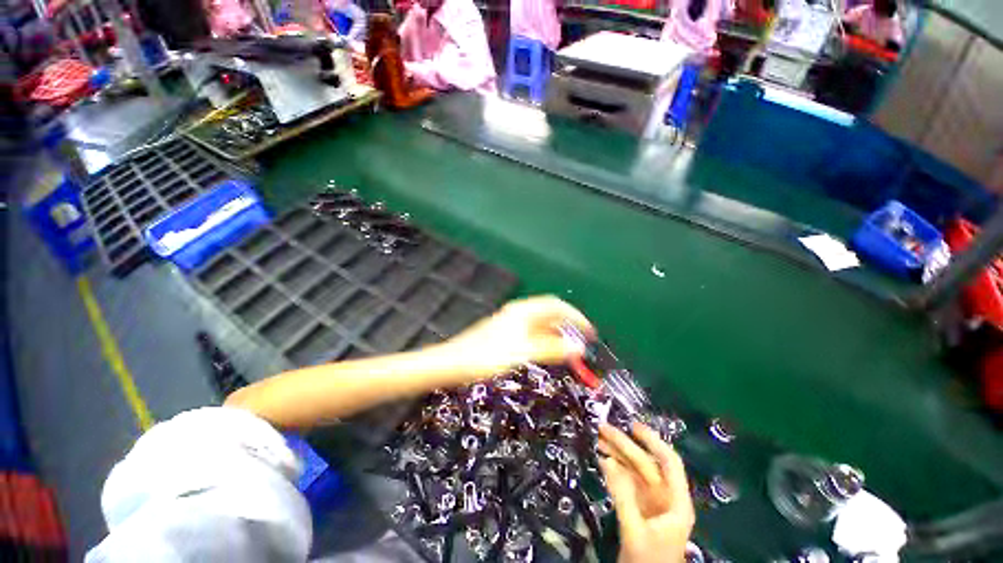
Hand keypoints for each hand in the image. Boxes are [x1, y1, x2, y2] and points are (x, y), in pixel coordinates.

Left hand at [441, 295, 593, 376]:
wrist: (453, 363)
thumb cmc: (487, 356)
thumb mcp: (523, 352)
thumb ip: (551, 349)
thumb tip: (578, 347)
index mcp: (523, 311)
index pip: (557, 306)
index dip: (576, 317)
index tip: (590, 333)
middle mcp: (518, 313)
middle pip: (550, 313)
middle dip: (568, 325)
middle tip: (583, 341)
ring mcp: (510, 322)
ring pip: (540, 323)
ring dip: (557, 333)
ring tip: (569, 349)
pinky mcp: (504, 333)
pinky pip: (532, 332)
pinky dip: (544, 339)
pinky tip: (546, 351)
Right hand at [598, 422, 694, 562]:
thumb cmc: (648, 561)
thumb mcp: (635, 530)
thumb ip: (622, 496)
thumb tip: (607, 462)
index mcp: (676, 503)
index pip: (669, 463)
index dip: (653, 441)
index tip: (633, 426)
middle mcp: (665, 497)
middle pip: (646, 464)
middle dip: (624, 445)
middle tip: (603, 429)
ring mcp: (651, 502)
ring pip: (634, 470)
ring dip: (616, 454)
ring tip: (598, 440)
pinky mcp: (639, 506)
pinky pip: (626, 481)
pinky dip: (614, 469)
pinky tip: (602, 460)